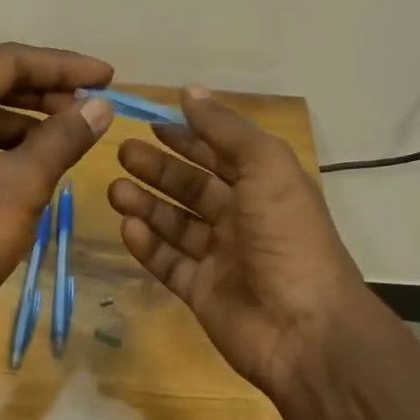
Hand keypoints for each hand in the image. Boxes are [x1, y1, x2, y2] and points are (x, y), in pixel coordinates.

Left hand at [0, 43, 115, 359]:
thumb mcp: (20, 185)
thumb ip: (64, 137)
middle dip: (51, 92)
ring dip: (35, 122)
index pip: (9, 61)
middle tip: (98, 105)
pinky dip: (14, 148)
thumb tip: (102, 105)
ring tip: (79, 134)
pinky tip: (46, 162)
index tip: (109, 76)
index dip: (64, 65)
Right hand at [106, 86, 367, 397]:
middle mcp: (243, 219)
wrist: (304, 329)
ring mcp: (221, 258)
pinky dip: (148, 245)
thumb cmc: (287, 236)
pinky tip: (128, 227)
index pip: (220, 153)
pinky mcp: (202, 292)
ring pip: (175, 224)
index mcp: (264, 187)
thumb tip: (189, 90)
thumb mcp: (265, 167)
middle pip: (192, 187)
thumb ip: (225, 129)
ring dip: (146, 204)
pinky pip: (168, 263)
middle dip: (159, 169)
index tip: (151, 122)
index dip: (188, 136)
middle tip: (122, 153)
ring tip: (115, 189)